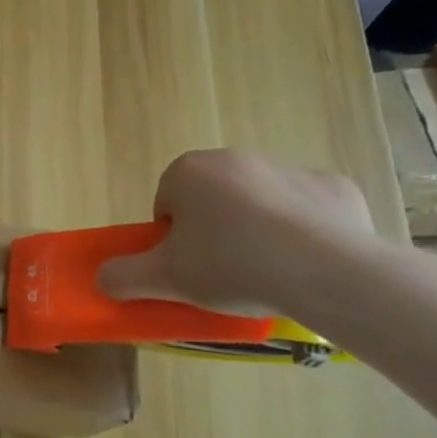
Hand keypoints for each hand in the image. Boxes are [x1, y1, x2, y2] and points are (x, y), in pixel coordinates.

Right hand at [97, 149, 376, 315]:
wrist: (328, 272)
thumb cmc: (232, 266)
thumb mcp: (165, 279)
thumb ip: (125, 277)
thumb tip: (101, 279)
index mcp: (188, 171)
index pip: (166, 203)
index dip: (173, 239)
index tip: (189, 268)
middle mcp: (235, 158)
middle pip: (212, 200)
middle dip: (214, 231)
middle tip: (223, 273)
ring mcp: (289, 168)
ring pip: (259, 203)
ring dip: (257, 230)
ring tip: (268, 273)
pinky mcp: (335, 187)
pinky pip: (308, 211)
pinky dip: (305, 233)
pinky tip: (308, 264)